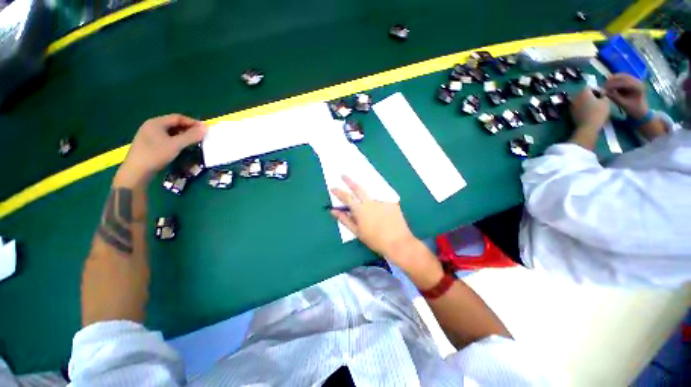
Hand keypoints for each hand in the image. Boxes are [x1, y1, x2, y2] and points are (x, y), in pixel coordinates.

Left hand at [116, 114, 206, 184]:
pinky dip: (176, 140)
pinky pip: (166, 138)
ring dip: (183, 135)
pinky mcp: (149, 144)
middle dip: (188, 129)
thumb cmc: (156, 154)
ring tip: (193, 142)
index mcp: (156, 122)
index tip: (204, 129)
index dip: (192, 122)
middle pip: (173, 124)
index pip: (178, 118)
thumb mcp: (176, 145)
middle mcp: (151, 126)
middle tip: (200, 136)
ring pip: (170, 132)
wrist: (136, 171)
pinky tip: (181, 147)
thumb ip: (191, 136)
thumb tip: (205, 128)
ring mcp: (149, 135)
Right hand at [330, 176, 418, 260]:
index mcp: (360, 210)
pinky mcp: (392, 202)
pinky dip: (376, 198)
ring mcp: (382, 200)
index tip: (332, 188)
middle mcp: (370, 201)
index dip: (338, 192)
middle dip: (349, 180)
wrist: (398, 242)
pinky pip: (381, 197)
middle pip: (358, 188)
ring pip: (371, 191)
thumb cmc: (375, 240)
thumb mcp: (357, 232)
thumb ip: (345, 220)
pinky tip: (378, 204)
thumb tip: (333, 211)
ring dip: (364, 189)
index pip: (347, 197)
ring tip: (361, 190)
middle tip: (343, 175)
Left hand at [570, 88, 609, 130]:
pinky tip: (588, 112)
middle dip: (590, 95)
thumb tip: (601, 92)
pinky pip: (577, 107)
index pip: (589, 87)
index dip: (596, 90)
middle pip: (583, 93)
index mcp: (583, 92)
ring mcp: (571, 105)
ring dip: (586, 101)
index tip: (601, 95)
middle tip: (598, 101)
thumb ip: (603, 94)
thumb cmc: (598, 112)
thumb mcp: (606, 101)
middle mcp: (575, 97)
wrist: (587, 127)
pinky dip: (582, 107)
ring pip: (580, 100)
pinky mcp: (570, 112)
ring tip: (594, 106)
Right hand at [605, 73, 648, 118]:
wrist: (640, 110)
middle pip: (622, 77)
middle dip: (612, 81)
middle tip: (602, 86)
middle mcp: (637, 81)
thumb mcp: (623, 104)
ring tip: (605, 86)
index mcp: (638, 86)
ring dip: (612, 80)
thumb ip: (614, 97)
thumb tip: (604, 92)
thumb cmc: (633, 109)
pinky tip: (610, 86)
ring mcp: (635, 80)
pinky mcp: (631, 81)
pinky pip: (621, 78)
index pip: (623, 82)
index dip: (613, 85)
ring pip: (621, 76)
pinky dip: (615, 81)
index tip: (603, 89)